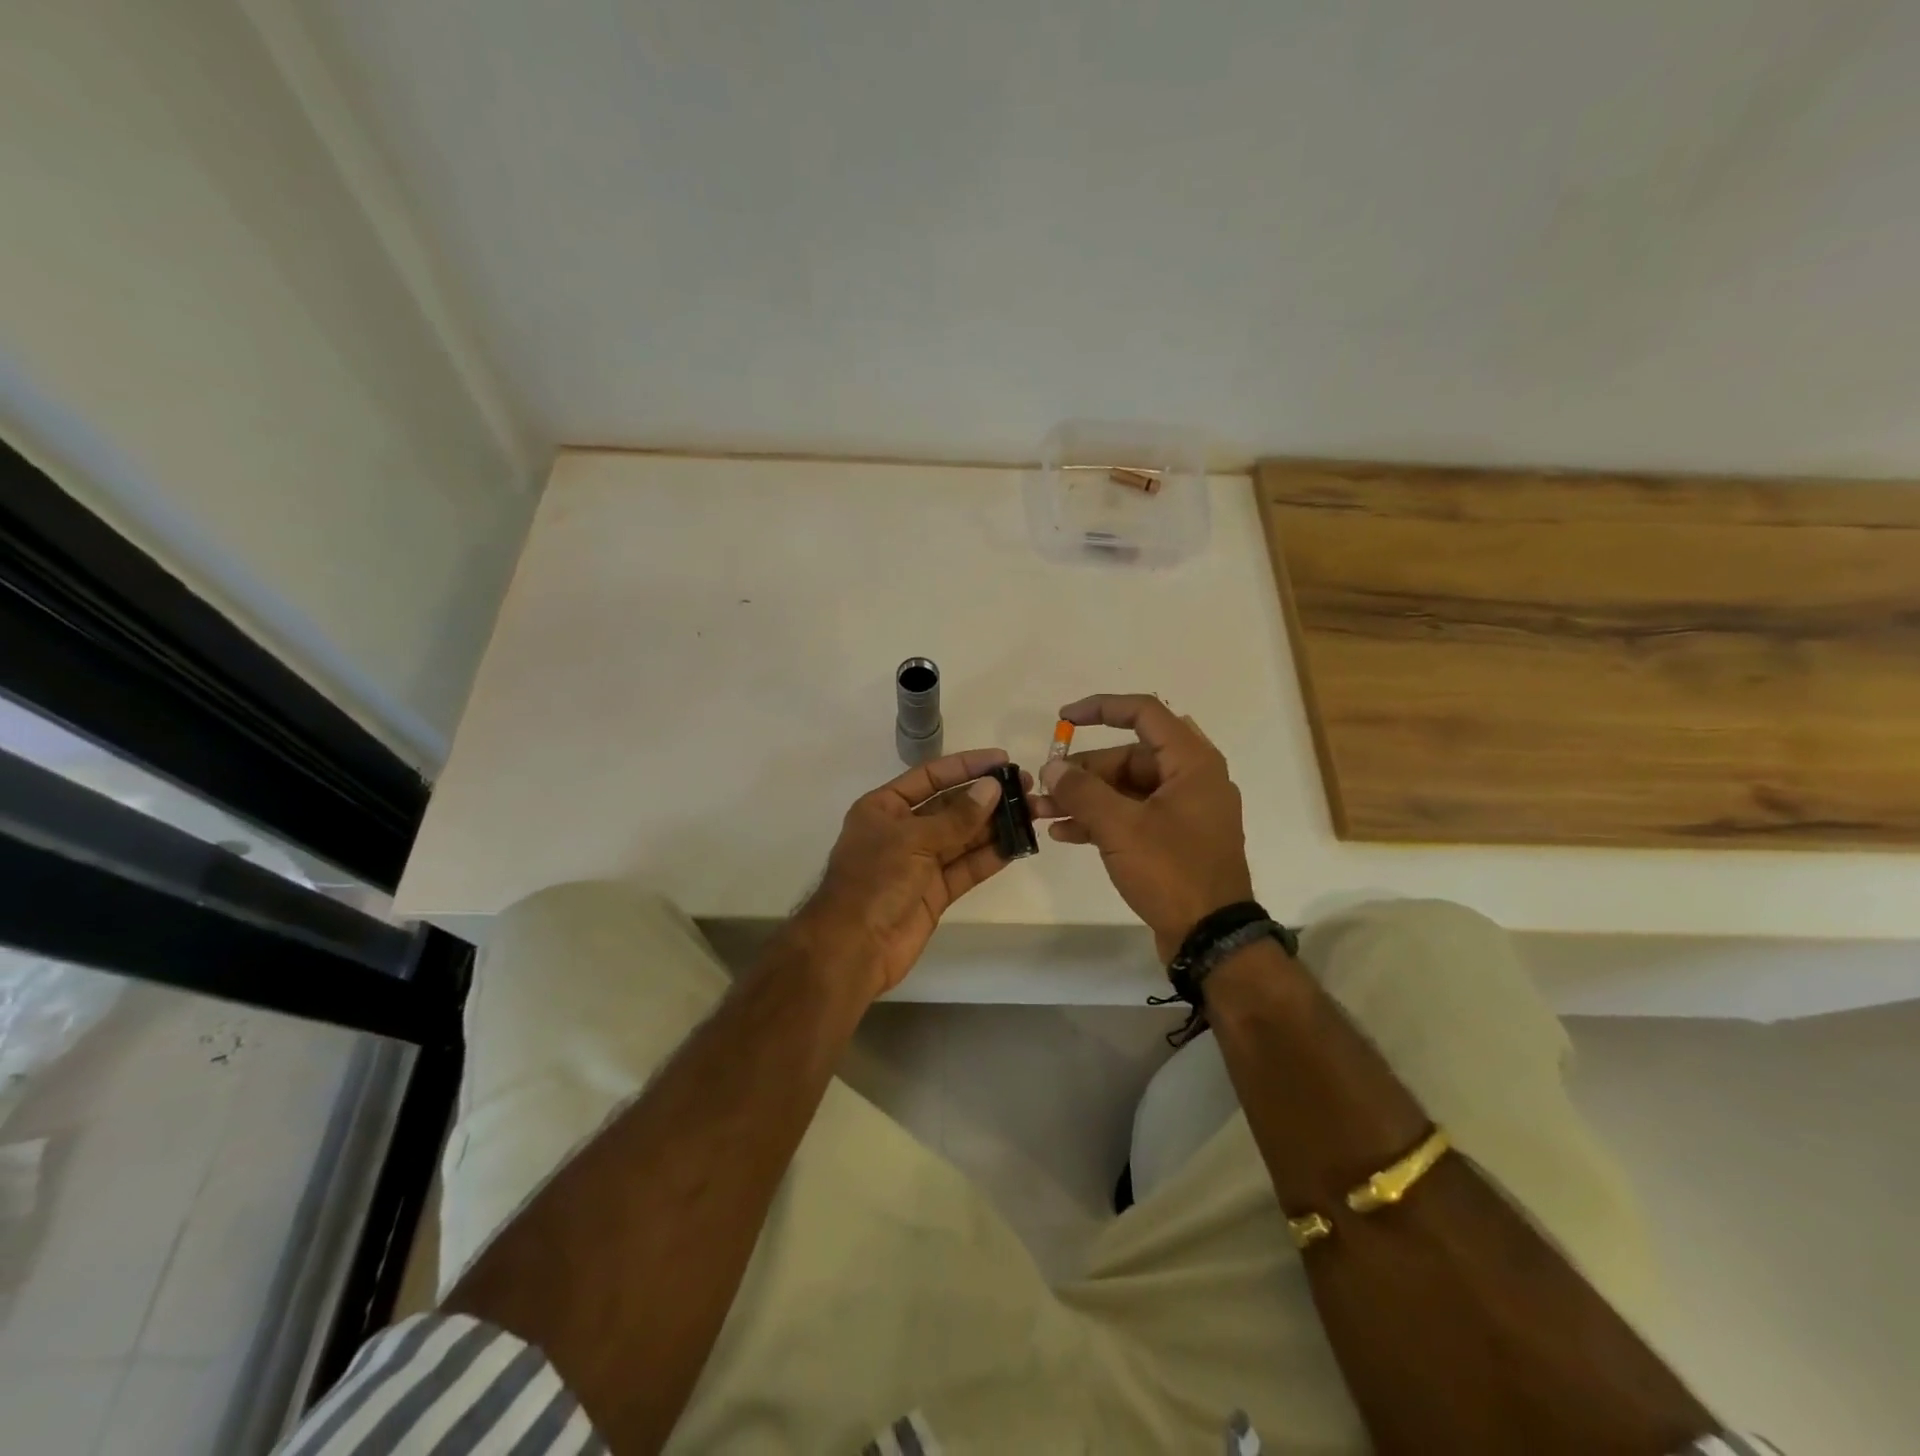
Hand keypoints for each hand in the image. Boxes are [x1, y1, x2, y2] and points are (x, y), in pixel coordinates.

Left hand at [795, 748, 1024, 997]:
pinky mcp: (935, 892)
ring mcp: (920, 862)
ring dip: (995, 825)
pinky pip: (966, 868)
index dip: (966, 766)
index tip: (1002, 759)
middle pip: (951, 806)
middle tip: (1027, 787)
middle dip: (987, 797)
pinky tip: (1017, 845)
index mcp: (885, 807)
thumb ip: (956, 817)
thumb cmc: (874, 880)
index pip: (930, 776)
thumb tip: (993, 788)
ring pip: (963, 837)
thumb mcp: (912, 840)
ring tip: (1031, 813)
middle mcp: (903, 830)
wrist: (853, 948)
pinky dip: (990, 857)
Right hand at [1037, 694, 1253, 960]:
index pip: (1144, 713)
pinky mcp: (1174, 839)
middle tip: (1046, 786)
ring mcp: (1184, 811)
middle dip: (1084, 770)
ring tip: (1043, 811)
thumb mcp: (1120, 827)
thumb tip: (1052, 768)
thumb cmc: (1172, 871)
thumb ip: (1082, 792)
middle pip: (1129, 756)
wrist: (1210, 938)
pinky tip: (1063, 833)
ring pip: (1126, 788)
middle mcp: (1192, 778)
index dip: (1101, 708)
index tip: (1063, 719)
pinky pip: (1133, 815)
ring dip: (1086, 797)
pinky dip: (1101, 819)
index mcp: (1192, 762)